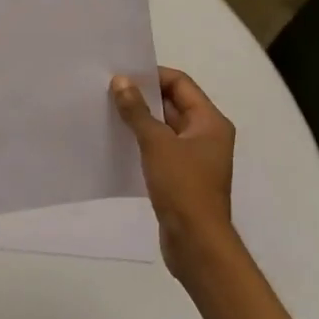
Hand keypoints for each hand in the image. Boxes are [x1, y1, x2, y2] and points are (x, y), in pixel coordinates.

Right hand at [111, 67, 237, 279]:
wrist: (196, 243)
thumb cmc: (183, 187)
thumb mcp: (157, 144)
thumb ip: (137, 111)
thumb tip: (121, 81)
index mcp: (210, 122)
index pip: (180, 83)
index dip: (152, 75)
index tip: (122, 75)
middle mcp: (207, 135)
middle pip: (173, 104)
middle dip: (143, 97)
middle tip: (109, 90)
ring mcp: (195, 158)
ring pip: (164, 128)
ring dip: (140, 120)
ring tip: (108, 113)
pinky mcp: (182, 177)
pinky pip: (160, 149)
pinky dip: (142, 142)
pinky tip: (118, 142)